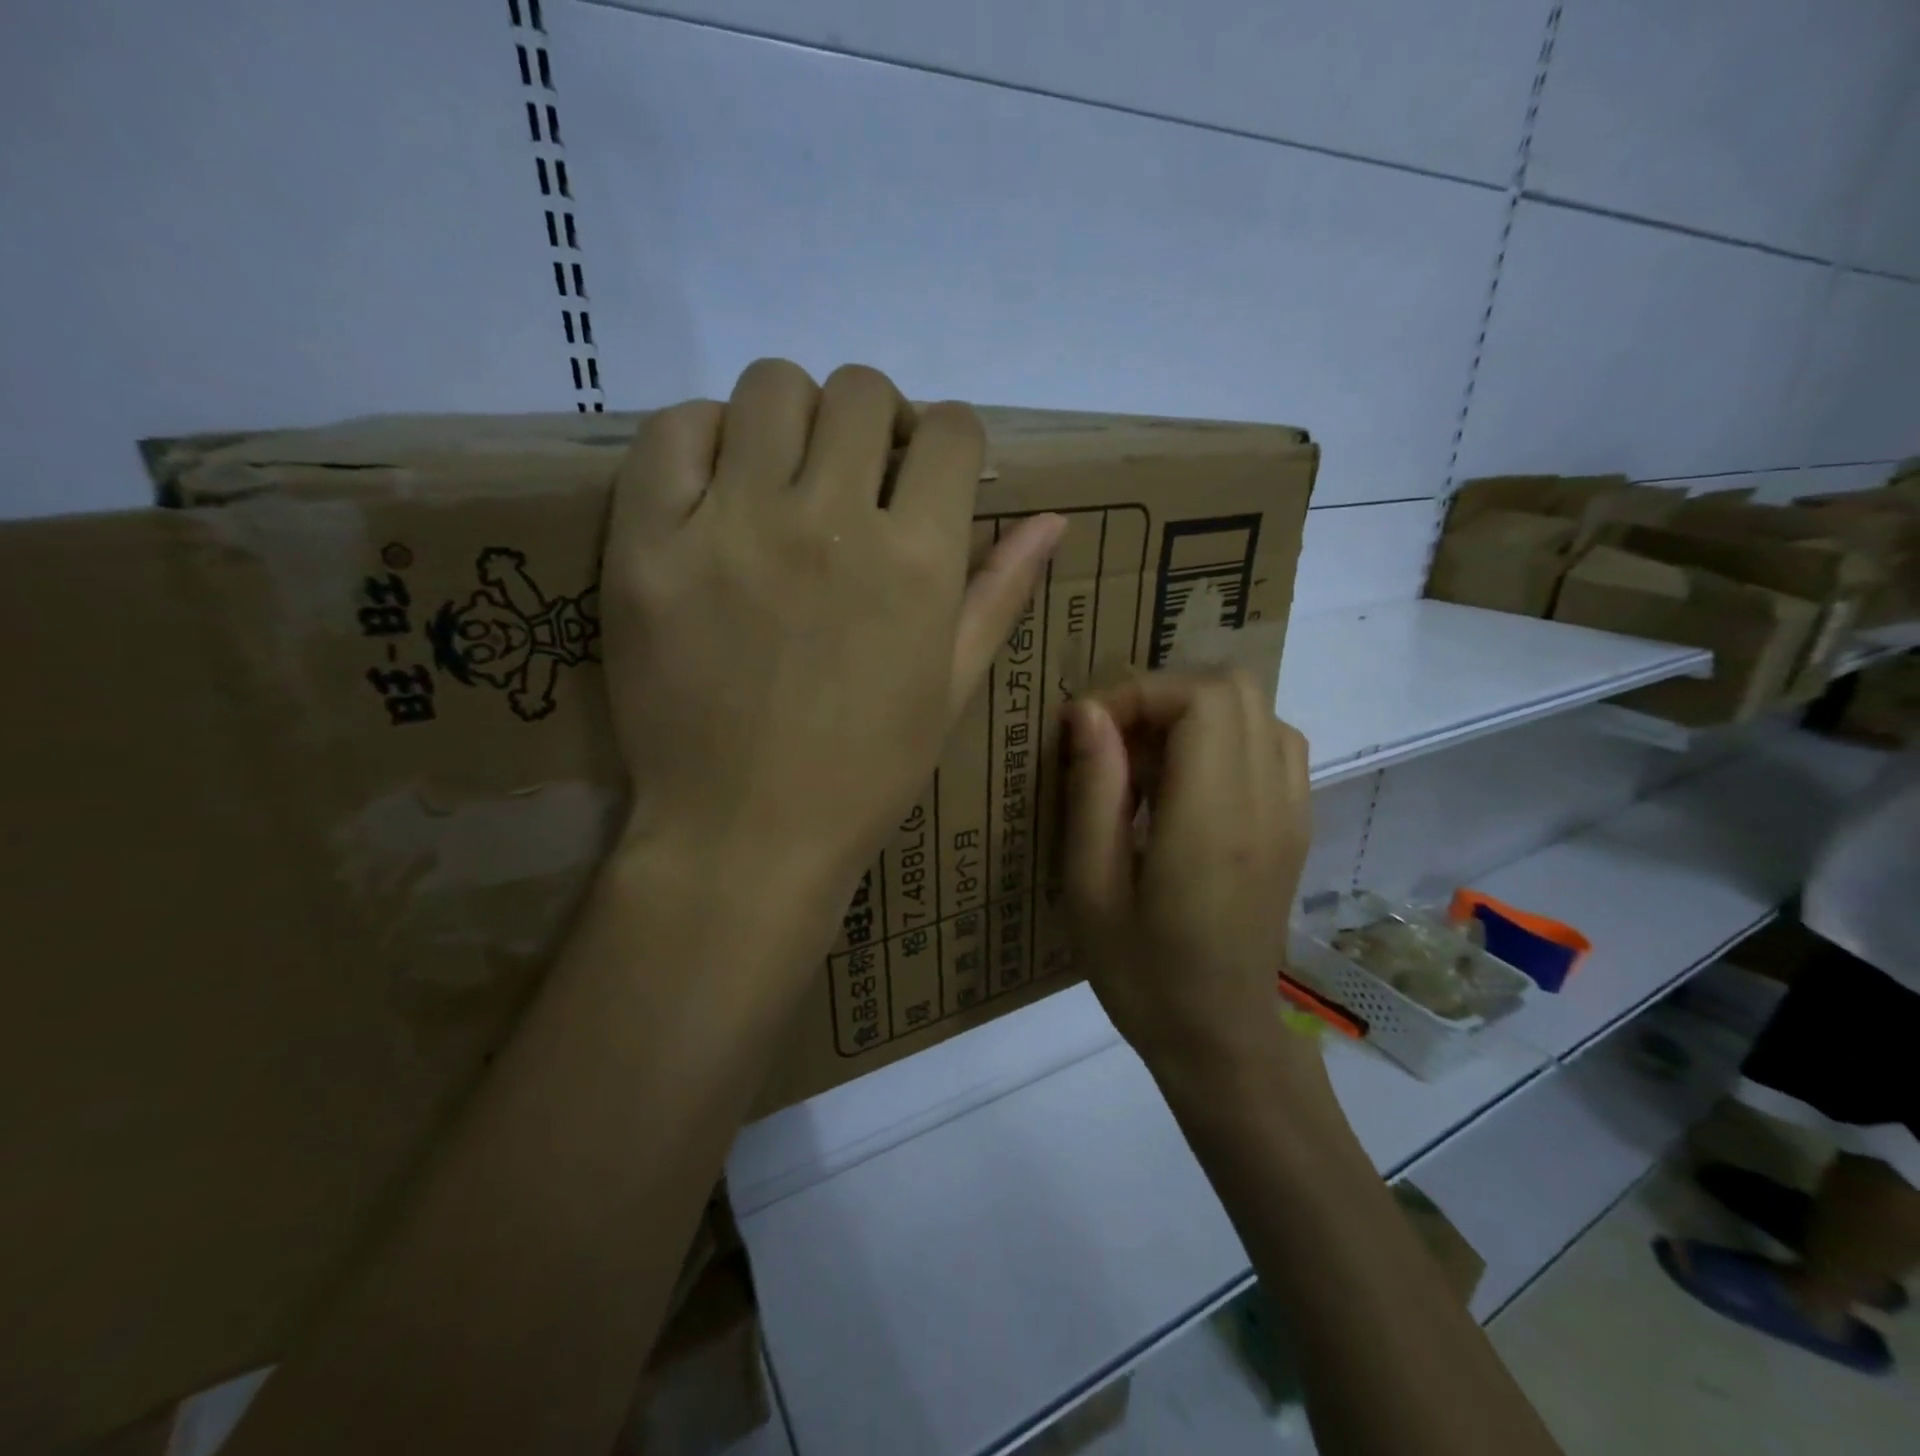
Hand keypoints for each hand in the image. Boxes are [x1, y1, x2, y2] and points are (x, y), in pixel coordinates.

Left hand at [601, 359, 1065, 921]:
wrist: (746, 835)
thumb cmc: (864, 773)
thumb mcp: (952, 689)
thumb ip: (999, 592)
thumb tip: (1052, 520)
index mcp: (916, 561)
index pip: (952, 432)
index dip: (948, 443)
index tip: (928, 475)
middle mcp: (829, 521)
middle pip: (862, 391)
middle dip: (875, 423)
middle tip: (856, 478)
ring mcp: (731, 525)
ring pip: (772, 387)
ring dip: (793, 420)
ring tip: (784, 478)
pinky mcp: (648, 543)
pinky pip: (674, 431)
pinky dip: (703, 439)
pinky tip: (717, 488)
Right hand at [1063, 672, 1315, 1076]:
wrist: (1220, 1036)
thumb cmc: (1141, 973)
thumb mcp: (1090, 887)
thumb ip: (1093, 792)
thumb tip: (1087, 713)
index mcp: (1213, 820)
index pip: (1200, 700)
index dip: (1138, 694)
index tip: (1087, 730)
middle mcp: (1267, 802)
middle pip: (1235, 687)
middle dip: (1164, 695)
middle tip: (1115, 741)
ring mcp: (1291, 811)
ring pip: (1258, 708)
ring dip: (1195, 713)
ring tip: (1147, 761)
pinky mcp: (1297, 824)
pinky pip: (1273, 742)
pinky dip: (1226, 736)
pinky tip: (1186, 783)